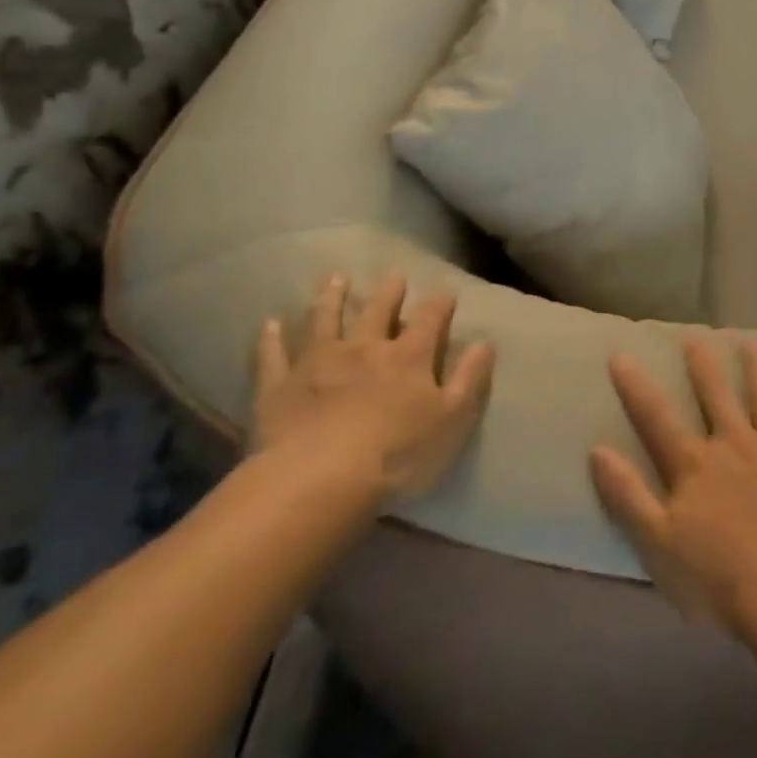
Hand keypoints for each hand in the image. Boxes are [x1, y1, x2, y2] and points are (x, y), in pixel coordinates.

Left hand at [252, 272, 494, 500]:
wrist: (317, 482)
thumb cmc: (397, 455)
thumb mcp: (452, 419)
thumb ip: (470, 378)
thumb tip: (486, 341)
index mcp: (409, 356)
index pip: (430, 318)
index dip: (440, 304)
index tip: (447, 294)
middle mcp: (364, 348)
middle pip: (377, 311)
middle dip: (388, 292)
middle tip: (393, 275)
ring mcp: (317, 363)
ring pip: (325, 320)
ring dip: (330, 298)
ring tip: (334, 278)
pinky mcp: (278, 386)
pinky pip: (273, 355)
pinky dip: (271, 338)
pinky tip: (270, 324)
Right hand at [589, 337, 756, 637]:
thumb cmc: (719, 581)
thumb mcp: (658, 546)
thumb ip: (628, 496)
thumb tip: (597, 450)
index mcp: (696, 467)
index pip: (657, 419)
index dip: (637, 387)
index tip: (621, 354)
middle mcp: (735, 445)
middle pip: (716, 395)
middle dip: (703, 364)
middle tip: (695, 335)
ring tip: (752, 341)